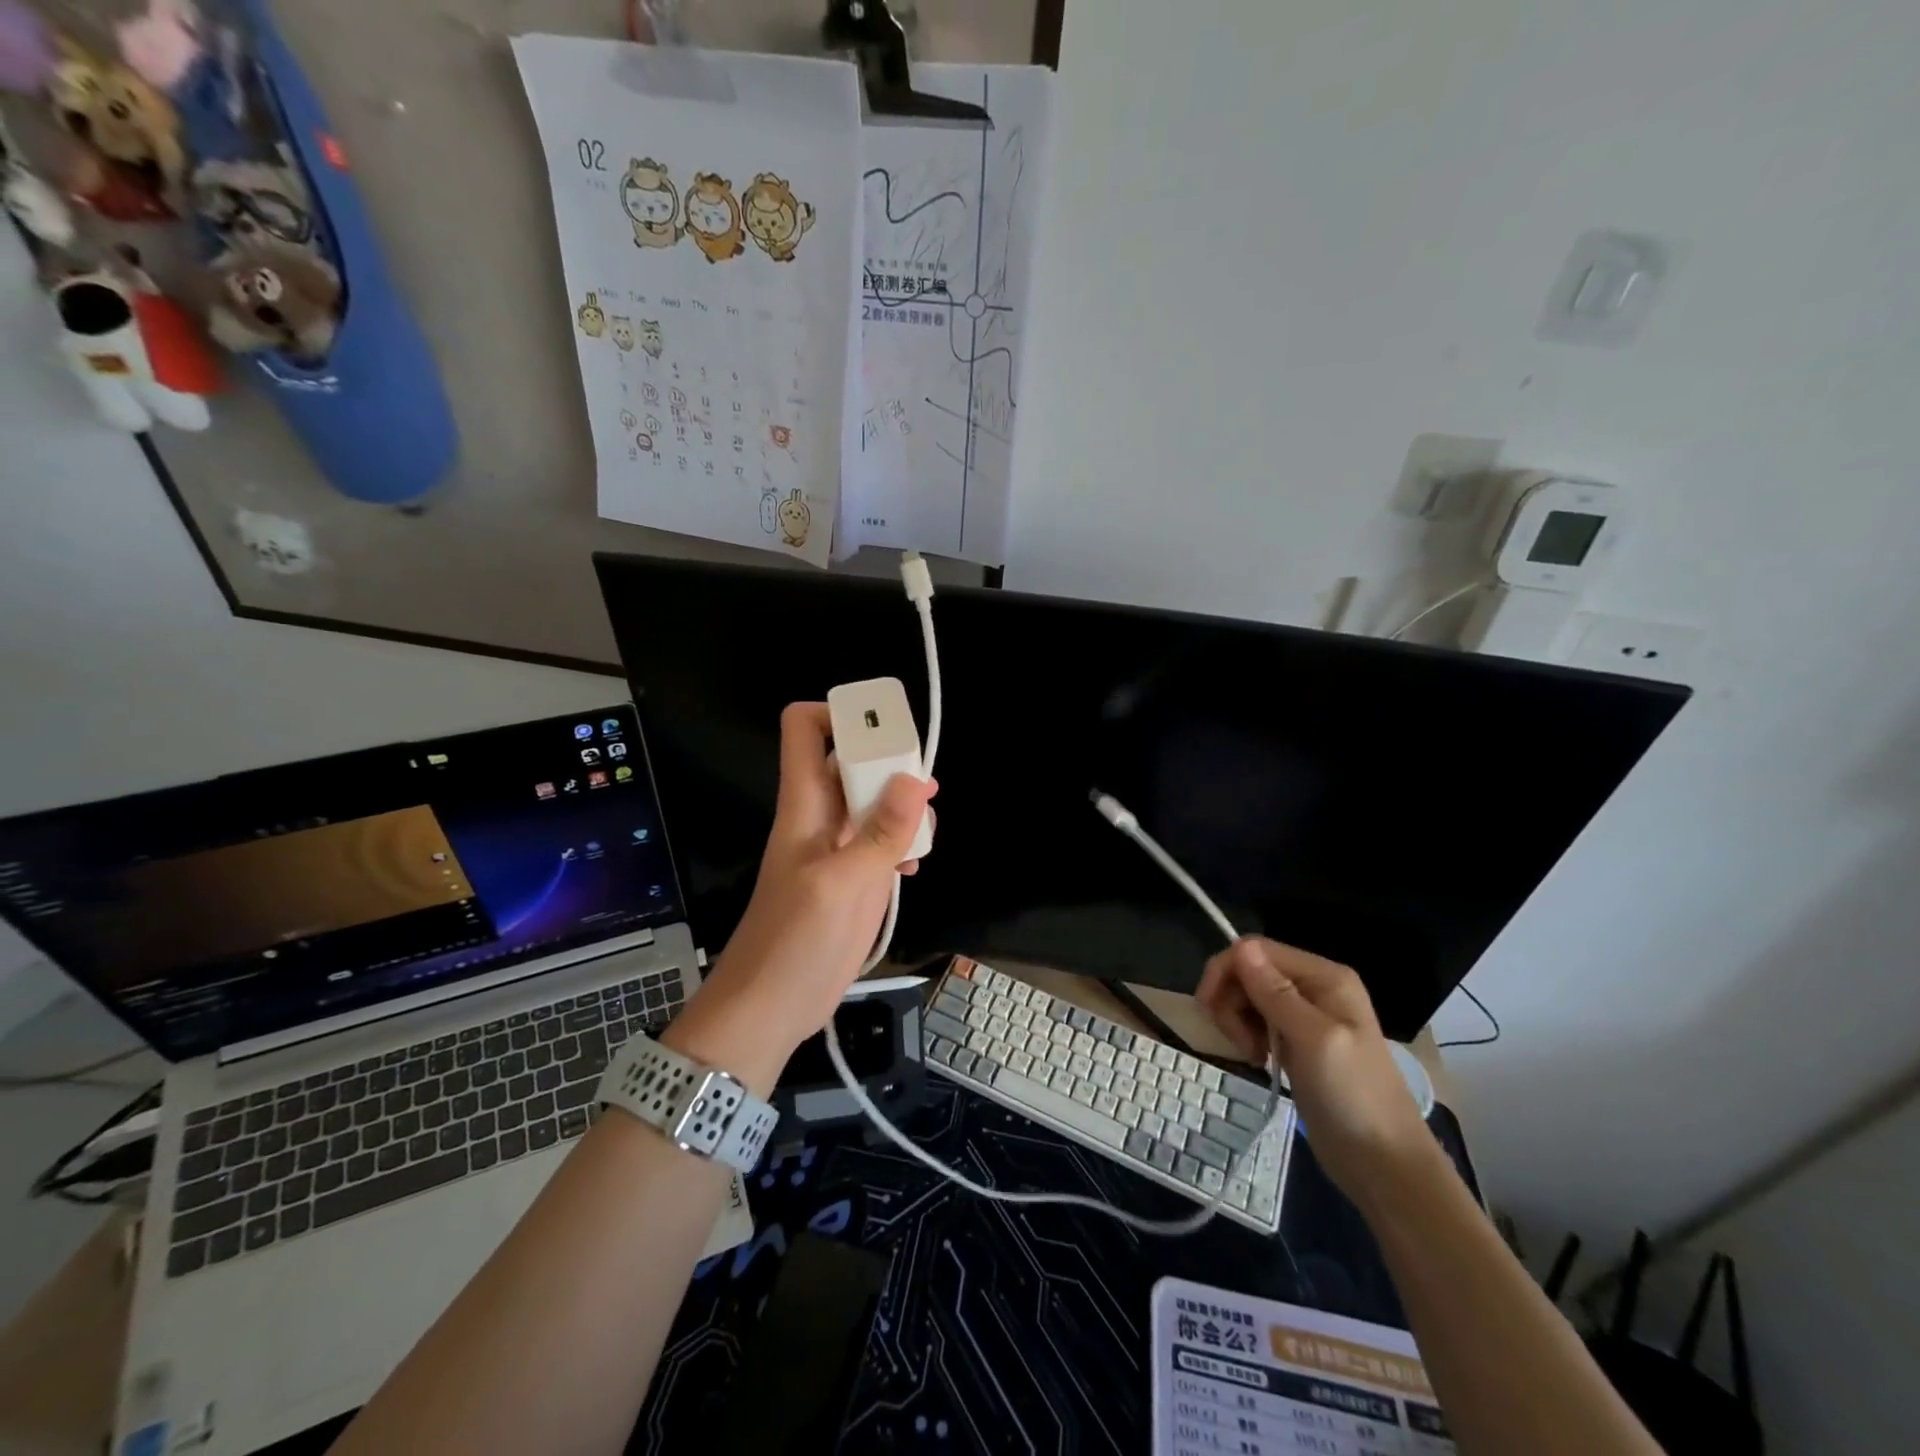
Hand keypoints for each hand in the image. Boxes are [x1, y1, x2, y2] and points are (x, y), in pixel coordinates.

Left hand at [662, 703, 935, 1093]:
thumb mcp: (843, 885)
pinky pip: (881, 840)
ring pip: (872, 800)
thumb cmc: (795, 943)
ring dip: (903, 806)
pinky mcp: (852, 877)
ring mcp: (837, 848)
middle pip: (851, 760)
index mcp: (805, 803)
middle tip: (924, 787)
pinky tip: (913, 867)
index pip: (805, 728)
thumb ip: (881, 832)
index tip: (884, 728)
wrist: (770, 1009)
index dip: (839, 714)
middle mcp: (821, 816)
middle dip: (889, 763)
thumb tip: (915, 778)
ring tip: (924, 832)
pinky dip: (902, 842)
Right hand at [1197, 937, 1435, 1206]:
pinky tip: (1258, 1059)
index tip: (1208, 1008)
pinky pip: (1257, 1021)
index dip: (1227, 970)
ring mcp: (1305, 1016)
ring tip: (1250, 1054)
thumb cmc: (1353, 1096)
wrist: (1383, 1164)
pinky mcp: (1296, 1042)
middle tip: (1236, 1040)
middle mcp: (1313, 988)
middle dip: (1231, 999)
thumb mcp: (1314, 1039)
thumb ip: (1276, 993)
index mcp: (1324, 976)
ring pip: (1249, 996)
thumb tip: (1241, 946)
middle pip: (1249, 971)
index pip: (1257, 950)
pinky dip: (1248, 1035)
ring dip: (1237, 1020)